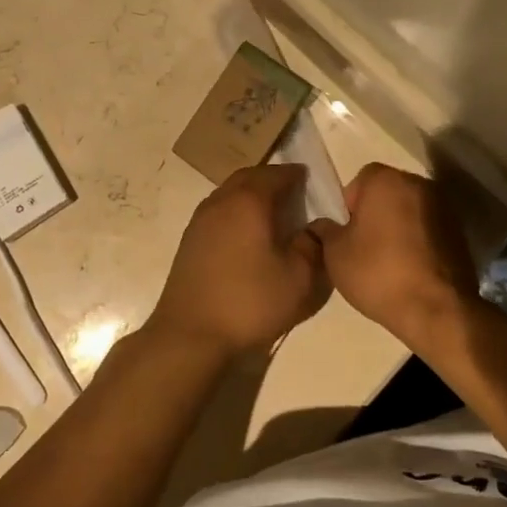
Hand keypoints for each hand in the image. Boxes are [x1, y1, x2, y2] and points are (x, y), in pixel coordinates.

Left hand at [148, 164, 330, 357]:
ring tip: (271, 211)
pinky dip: (236, 210)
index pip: (276, 175)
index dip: (295, 174)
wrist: (191, 332)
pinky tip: (245, 233)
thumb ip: (312, 245)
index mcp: (249, 201)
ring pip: (230, 192)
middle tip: (292, 190)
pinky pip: (218, 210)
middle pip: (249, 176)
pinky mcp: (190, 239)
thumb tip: (316, 226)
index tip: (309, 179)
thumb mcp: (298, 278)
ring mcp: (201, 218)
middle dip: (271, 178)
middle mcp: (222, 200)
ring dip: (251, 193)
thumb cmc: (250, 301)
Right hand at [307, 164, 475, 347]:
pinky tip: (411, 270)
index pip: (359, 181)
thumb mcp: (334, 253)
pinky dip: (419, 242)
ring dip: (398, 227)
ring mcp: (444, 207)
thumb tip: (326, 226)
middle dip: (375, 213)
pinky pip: (429, 229)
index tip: (347, 234)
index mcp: (386, 180)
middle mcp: (418, 184)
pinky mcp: (461, 233)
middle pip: (387, 193)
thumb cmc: (378, 273)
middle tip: (364, 247)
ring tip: (388, 262)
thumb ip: (326, 230)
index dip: (349, 207)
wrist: (437, 310)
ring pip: (409, 210)